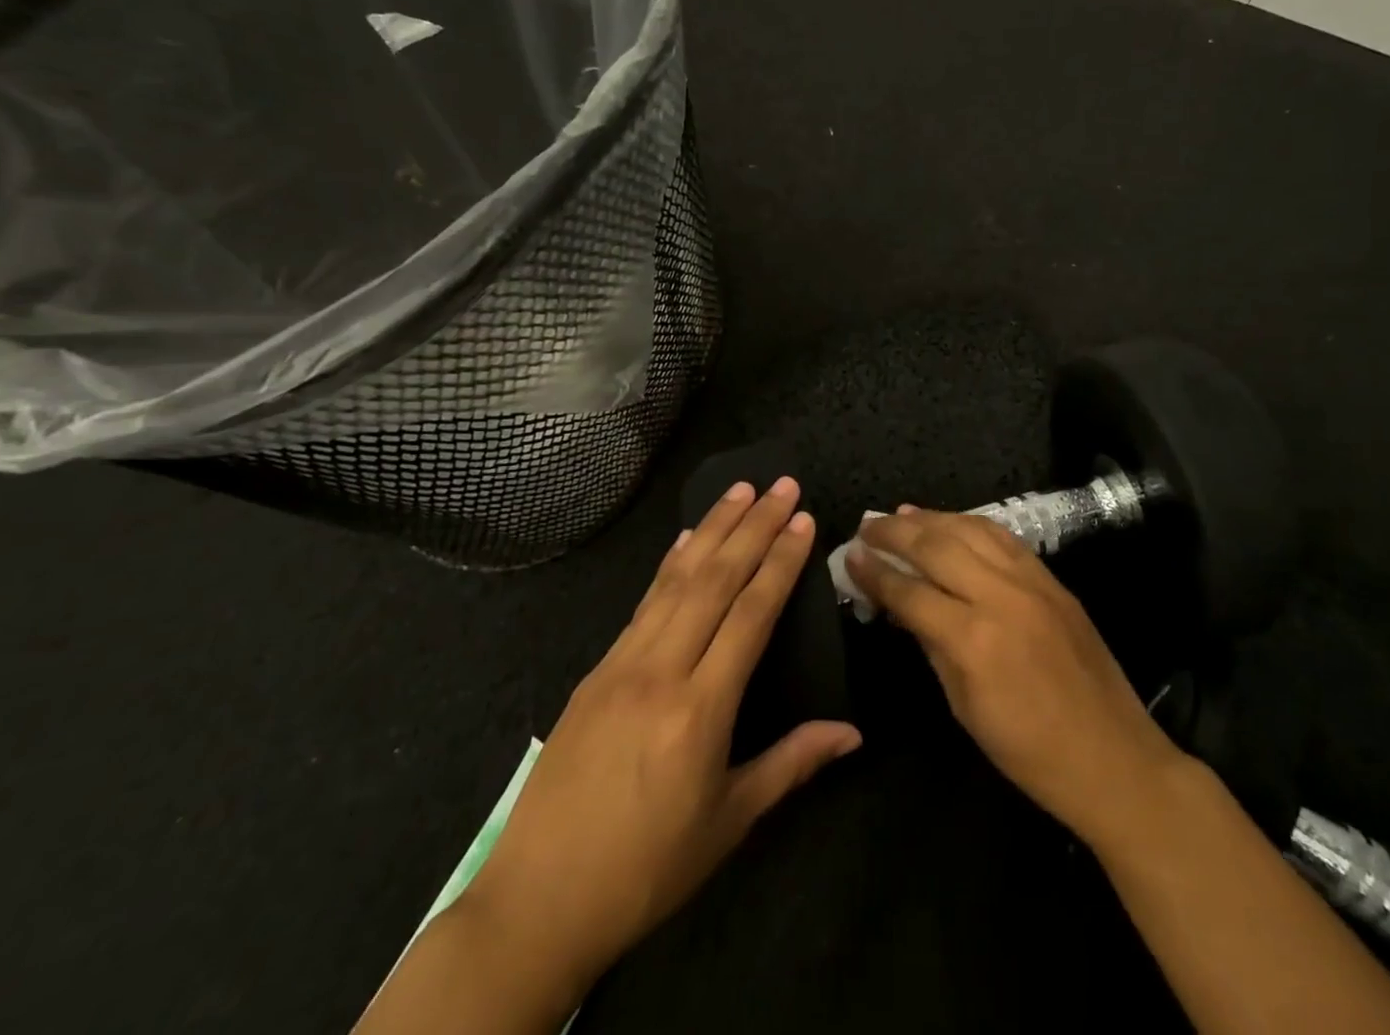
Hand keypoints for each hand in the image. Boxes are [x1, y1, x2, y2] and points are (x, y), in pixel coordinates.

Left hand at [462, 479, 861, 1002]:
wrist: (537, 903)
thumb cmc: (647, 869)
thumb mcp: (728, 822)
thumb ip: (792, 763)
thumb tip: (852, 732)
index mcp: (700, 709)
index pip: (750, 614)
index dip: (780, 562)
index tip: (802, 520)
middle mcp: (660, 670)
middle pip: (714, 580)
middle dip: (752, 527)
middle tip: (781, 485)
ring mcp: (621, 664)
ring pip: (675, 580)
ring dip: (711, 529)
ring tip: (739, 490)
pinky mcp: (596, 670)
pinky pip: (642, 603)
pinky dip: (669, 565)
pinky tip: (685, 542)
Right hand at [847, 508, 1185, 849]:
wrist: (1113, 757)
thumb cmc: (1028, 751)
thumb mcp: (964, 707)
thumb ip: (931, 646)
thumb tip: (901, 606)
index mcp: (972, 639)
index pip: (910, 592)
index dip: (875, 573)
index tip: (850, 556)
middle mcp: (1000, 596)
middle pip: (936, 546)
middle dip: (895, 532)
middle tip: (867, 525)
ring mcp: (1031, 581)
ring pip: (971, 530)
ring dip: (931, 518)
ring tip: (901, 514)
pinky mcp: (1052, 579)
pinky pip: (1003, 538)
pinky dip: (971, 524)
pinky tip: (952, 522)